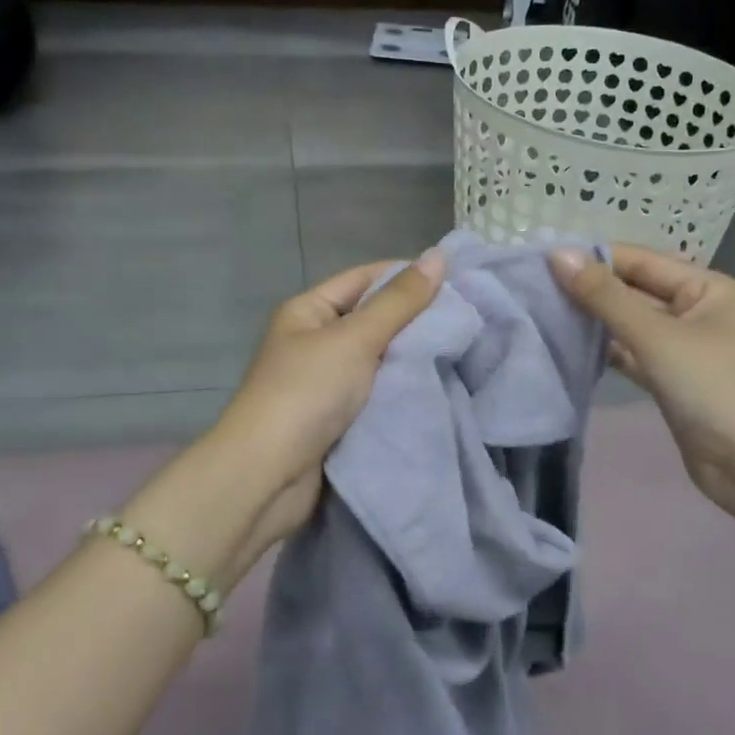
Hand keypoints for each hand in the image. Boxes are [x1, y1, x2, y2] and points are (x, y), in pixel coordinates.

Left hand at [188, 251, 445, 569]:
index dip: (407, 276)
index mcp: (308, 311)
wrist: (267, 478)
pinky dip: (402, 389)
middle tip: (467, 318)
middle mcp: (315, 341)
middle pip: (373, 318)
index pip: (365, 278)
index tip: (456, 281)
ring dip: (412, 357)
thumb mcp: (355, 339)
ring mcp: (325, 382)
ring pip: (380, 358)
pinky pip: (377, 392)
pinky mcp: (337, 419)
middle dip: (415, 319)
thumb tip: (438, 256)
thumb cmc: (306, 393)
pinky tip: (439, 385)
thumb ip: (399, 301)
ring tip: (463, 349)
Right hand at [548, 244, 734, 537]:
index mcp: (707, 288)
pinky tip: (570, 345)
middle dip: (591, 289)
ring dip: (595, 320)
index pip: (640, 261)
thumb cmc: (714, 387)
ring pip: (632, 325)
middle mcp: (698, 312)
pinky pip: (634, 354)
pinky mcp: (673, 381)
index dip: (594, 258)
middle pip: (635, 291)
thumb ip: (604, 296)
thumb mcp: (656, 335)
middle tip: (536, 285)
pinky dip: (607, 350)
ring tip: (544, 310)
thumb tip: (557, 254)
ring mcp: (686, 349)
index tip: (544, 259)